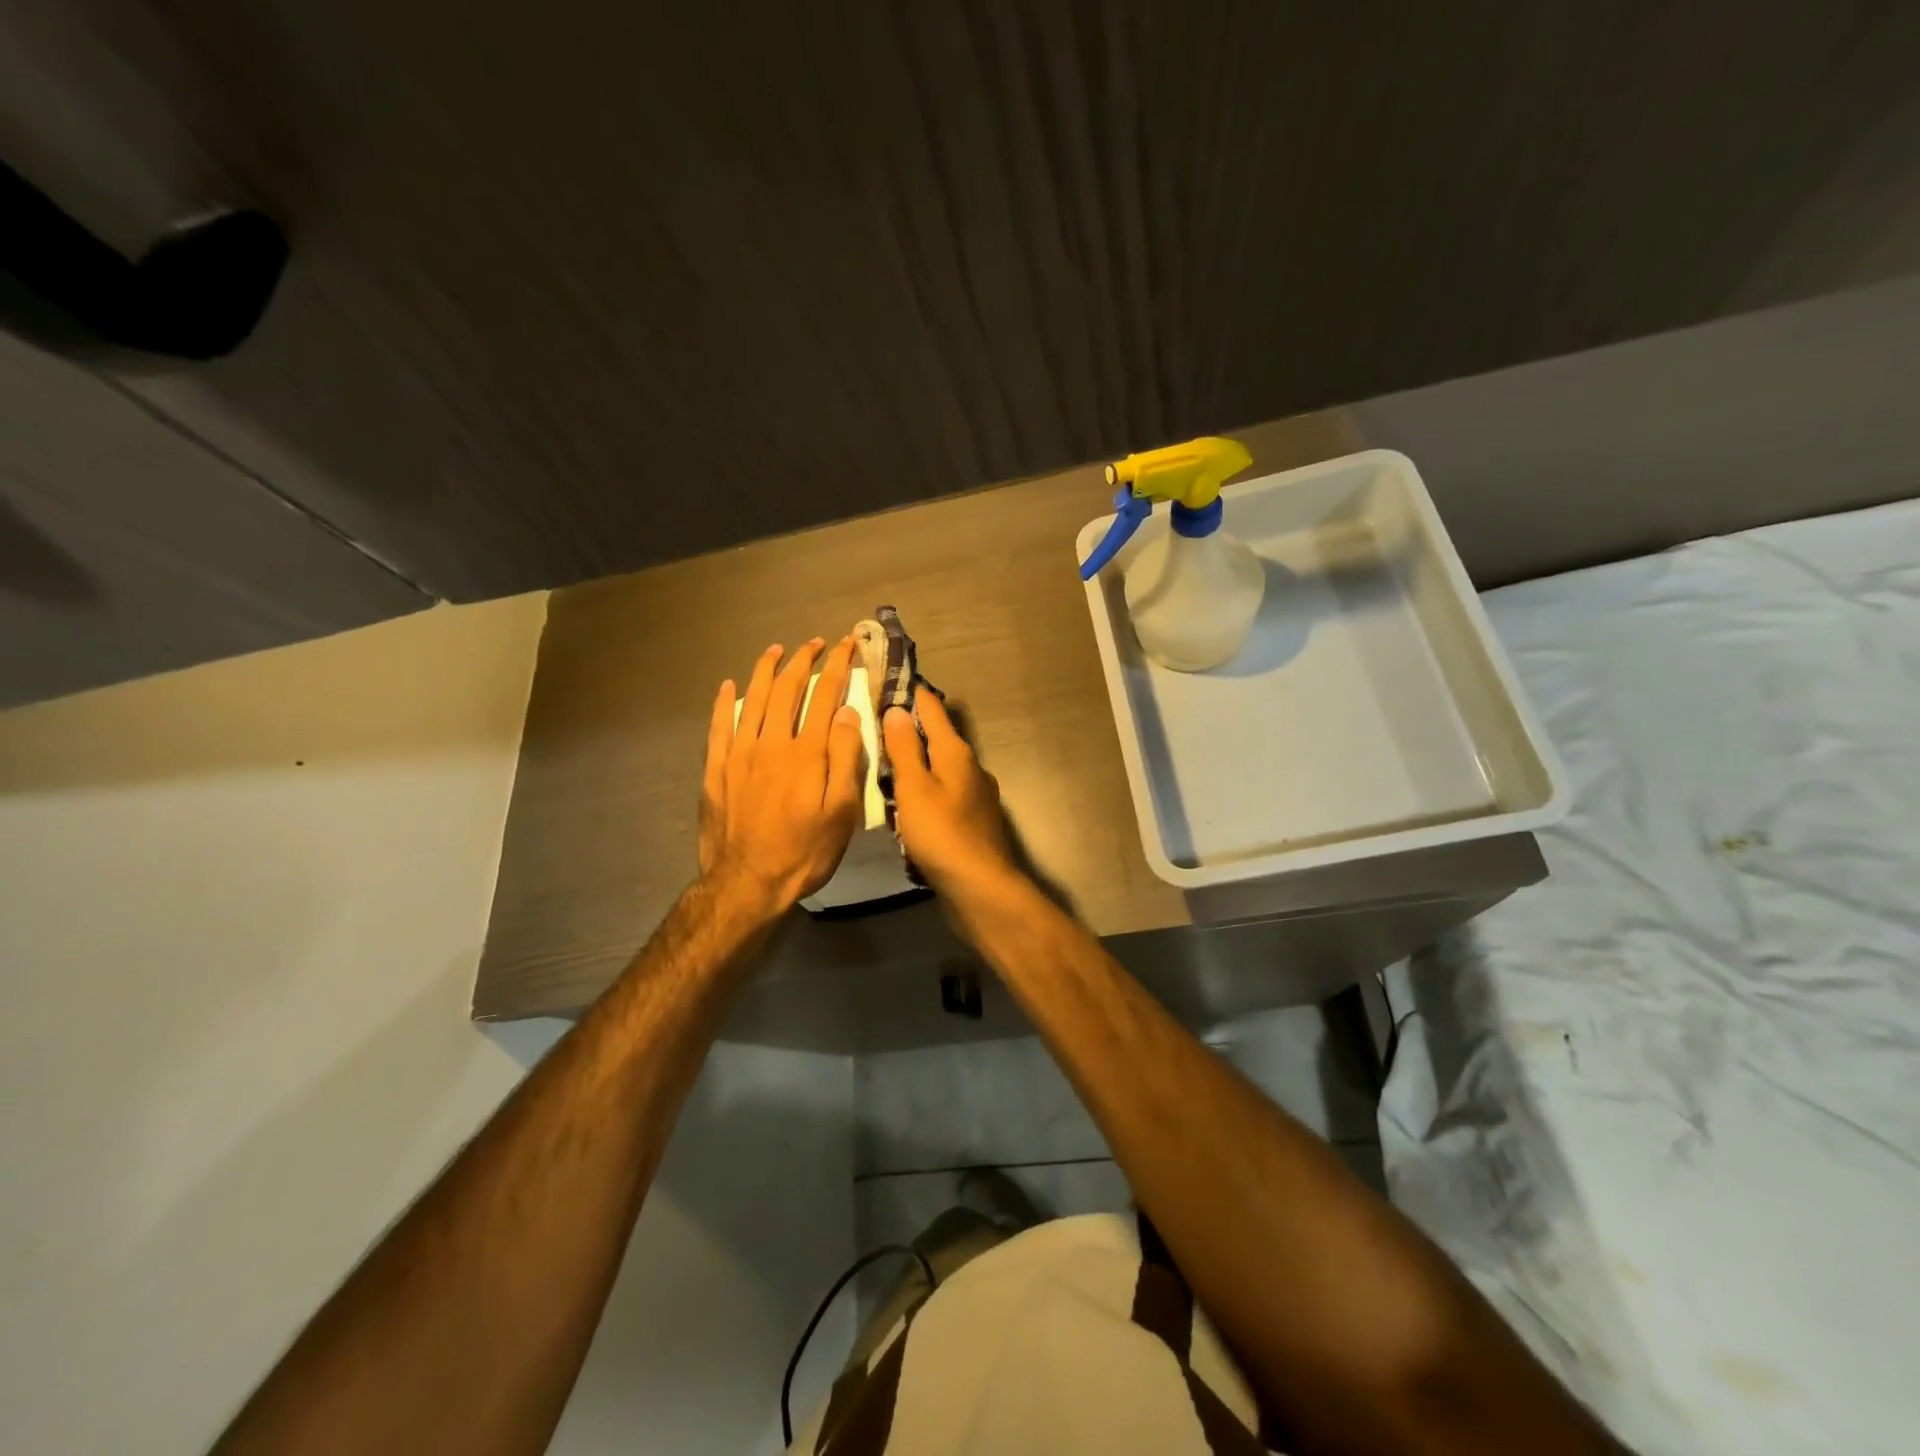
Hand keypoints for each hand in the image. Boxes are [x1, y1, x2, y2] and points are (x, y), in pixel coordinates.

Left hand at [700, 637, 865, 915]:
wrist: (747, 884)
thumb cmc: (805, 852)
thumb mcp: (841, 812)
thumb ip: (845, 758)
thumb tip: (847, 712)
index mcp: (806, 753)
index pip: (824, 696)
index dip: (837, 666)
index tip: (846, 645)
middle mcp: (771, 743)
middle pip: (786, 690)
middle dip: (803, 660)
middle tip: (815, 643)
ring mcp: (739, 755)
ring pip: (752, 700)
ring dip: (764, 671)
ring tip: (775, 650)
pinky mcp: (716, 770)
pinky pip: (719, 726)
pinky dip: (724, 702)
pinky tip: (728, 686)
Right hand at [881, 693, 1017, 898]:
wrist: (979, 886)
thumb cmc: (941, 833)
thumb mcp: (914, 787)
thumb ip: (904, 748)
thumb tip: (897, 708)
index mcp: (956, 752)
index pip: (931, 709)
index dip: (910, 693)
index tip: (887, 681)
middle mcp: (971, 767)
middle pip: (938, 738)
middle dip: (911, 730)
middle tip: (877, 726)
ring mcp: (976, 795)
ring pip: (941, 768)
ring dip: (918, 763)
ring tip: (886, 766)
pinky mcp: (974, 821)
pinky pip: (945, 795)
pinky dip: (926, 792)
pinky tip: (909, 807)